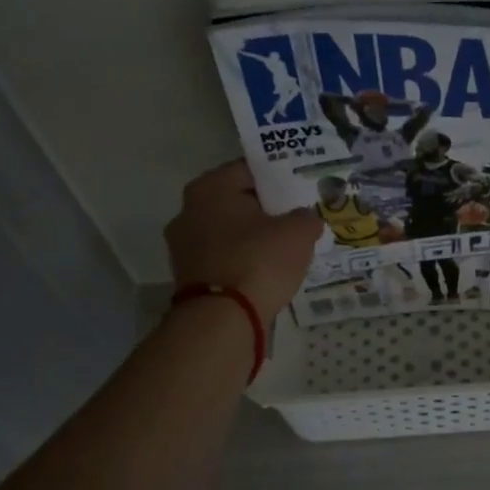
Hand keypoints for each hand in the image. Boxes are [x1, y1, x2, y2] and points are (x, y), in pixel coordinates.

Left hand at [164, 160, 322, 321]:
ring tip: (284, 246)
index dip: (279, 177)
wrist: (223, 319)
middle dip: (265, 209)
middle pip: (236, 202)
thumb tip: (305, 219)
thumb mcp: (298, 232)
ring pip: (228, 232)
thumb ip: (306, 217)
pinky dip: (242, 261)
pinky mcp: (188, 277)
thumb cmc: (259, 261)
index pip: (250, 170)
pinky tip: (266, 270)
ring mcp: (183, 246)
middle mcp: (188, 211)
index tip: (300, 188)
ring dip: (252, 238)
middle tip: (296, 217)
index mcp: (210, 187)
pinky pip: (223, 258)